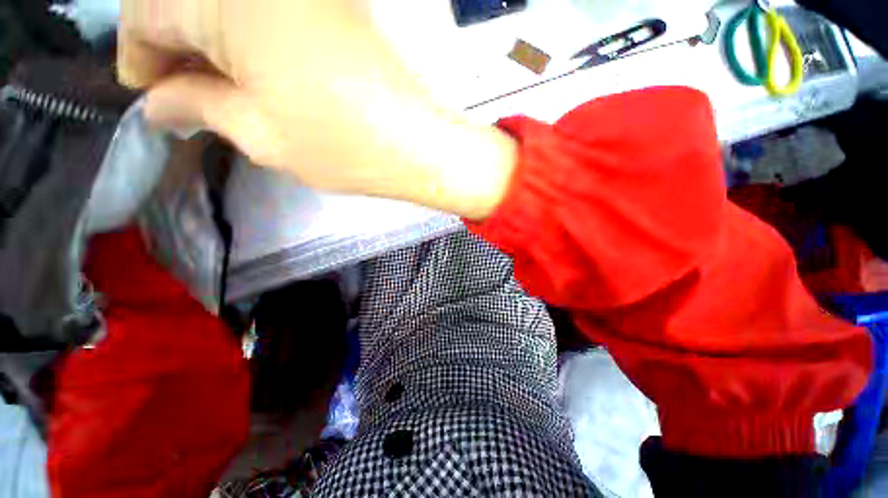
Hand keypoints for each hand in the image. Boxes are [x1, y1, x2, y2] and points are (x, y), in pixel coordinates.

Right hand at [118, 0, 515, 218]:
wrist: (415, 143)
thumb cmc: (344, 147)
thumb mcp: (260, 135)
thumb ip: (199, 107)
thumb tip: (159, 102)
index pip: (147, 14)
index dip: (138, 55)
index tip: (144, 92)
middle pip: (183, 1)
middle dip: (169, 46)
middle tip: (173, 91)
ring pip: (222, 3)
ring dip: (205, 39)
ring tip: (208, 84)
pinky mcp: (332, 1)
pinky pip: (262, 8)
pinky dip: (241, 34)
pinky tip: (245, 66)